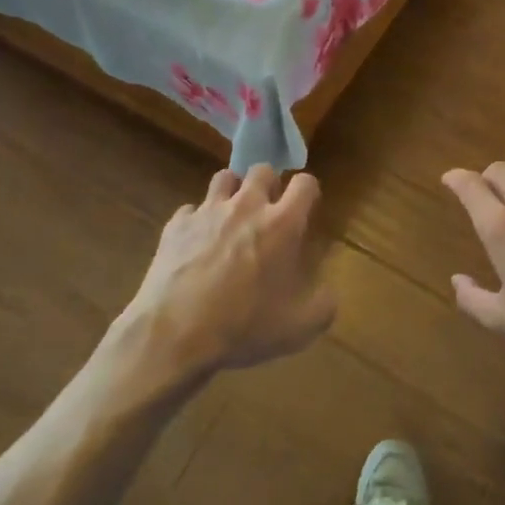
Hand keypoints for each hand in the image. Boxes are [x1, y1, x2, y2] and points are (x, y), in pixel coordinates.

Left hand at [122, 165, 333, 378]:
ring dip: (233, 191)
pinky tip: (196, 243)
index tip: (306, 208)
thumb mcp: (298, 329)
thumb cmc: (243, 327)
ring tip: (232, 216)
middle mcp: (247, 206)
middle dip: (269, 185)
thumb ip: (323, 306)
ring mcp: (208, 211)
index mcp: (282, 224)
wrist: (175, 334)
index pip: (305, 183)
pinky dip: (197, 221)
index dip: (308, 192)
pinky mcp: (177, 224)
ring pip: (225, 177)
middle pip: (263, 170)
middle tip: (268, 211)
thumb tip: (329, 294)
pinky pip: (191, 210)